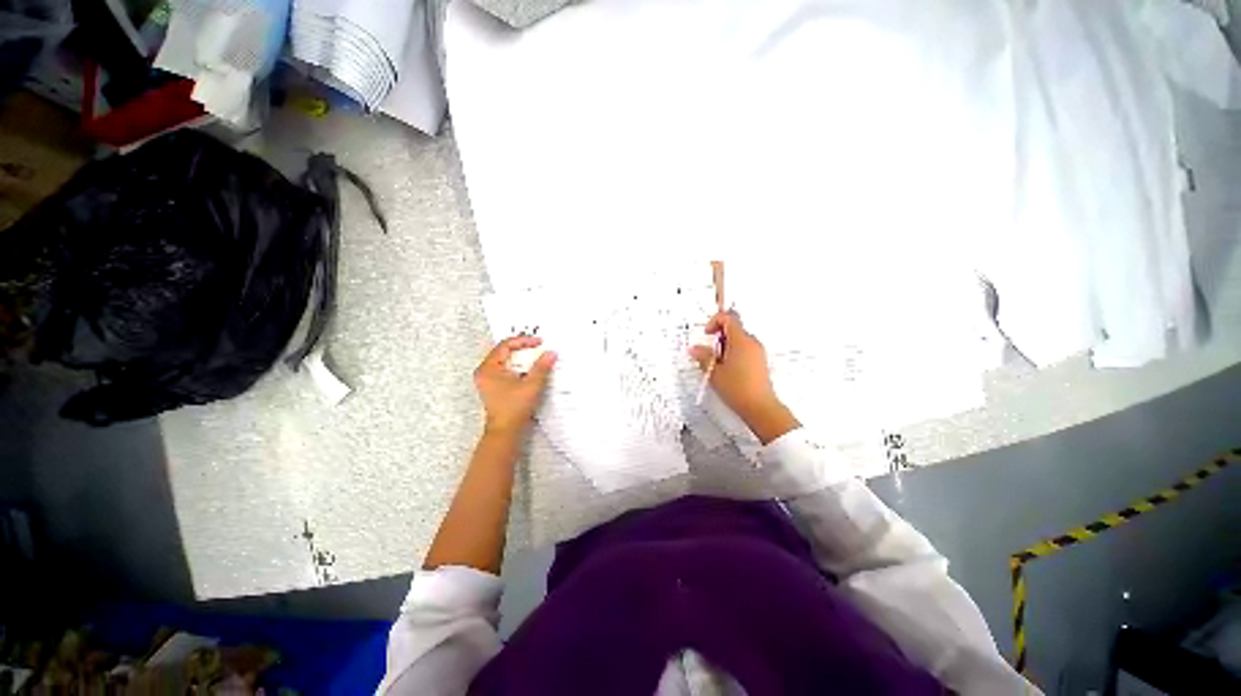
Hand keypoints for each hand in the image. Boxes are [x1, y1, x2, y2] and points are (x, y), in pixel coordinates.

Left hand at [474, 336, 556, 436]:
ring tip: (537, 356)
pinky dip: (519, 367)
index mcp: (488, 368)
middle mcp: (485, 372)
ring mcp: (488, 380)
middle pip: (505, 351)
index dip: (524, 341)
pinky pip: (507, 370)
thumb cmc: (513, 409)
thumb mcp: (531, 385)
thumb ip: (542, 367)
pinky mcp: (494, 387)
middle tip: (538, 346)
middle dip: (523, 348)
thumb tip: (550, 353)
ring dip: (522, 358)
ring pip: (506, 361)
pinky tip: (530, 370)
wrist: (506, 431)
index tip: (539, 342)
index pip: (505, 345)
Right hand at [689, 311, 798, 444]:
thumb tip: (693, 349)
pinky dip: (733, 353)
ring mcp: (758, 352)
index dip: (714, 321)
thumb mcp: (714, 372)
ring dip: (725, 346)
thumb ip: (703, 356)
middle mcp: (752, 342)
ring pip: (738, 339)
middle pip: (733, 328)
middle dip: (718, 336)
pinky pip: (744, 349)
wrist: (760, 408)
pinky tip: (727, 370)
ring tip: (716, 364)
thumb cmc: (737, 388)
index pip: (728, 317)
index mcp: (741, 340)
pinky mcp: (759, 361)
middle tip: (709, 352)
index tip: (707, 335)